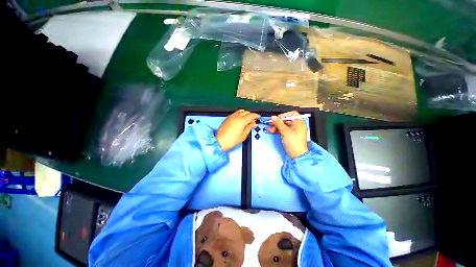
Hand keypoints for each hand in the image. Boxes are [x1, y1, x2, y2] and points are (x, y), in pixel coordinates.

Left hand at [216, 110, 259, 151]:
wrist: (220, 141)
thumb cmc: (232, 140)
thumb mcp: (243, 135)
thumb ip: (249, 127)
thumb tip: (254, 124)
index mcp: (242, 120)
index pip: (251, 115)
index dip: (256, 116)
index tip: (259, 117)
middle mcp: (237, 116)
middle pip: (246, 112)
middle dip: (251, 115)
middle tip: (253, 120)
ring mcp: (231, 116)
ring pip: (240, 111)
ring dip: (245, 114)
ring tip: (247, 120)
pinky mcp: (227, 118)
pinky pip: (235, 113)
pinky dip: (240, 114)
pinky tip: (240, 120)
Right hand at [268, 111, 308, 158]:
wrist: (297, 155)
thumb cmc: (293, 142)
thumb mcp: (285, 131)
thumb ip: (278, 123)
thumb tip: (273, 117)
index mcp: (299, 122)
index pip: (292, 114)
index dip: (284, 115)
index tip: (277, 118)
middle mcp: (297, 125)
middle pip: (286, 120)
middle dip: (278, 122)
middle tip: (271, 124)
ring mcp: (293, 131)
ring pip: (283, 126)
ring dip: (276, 127)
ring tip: (270, 129)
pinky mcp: (290, 136)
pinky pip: (283, 130)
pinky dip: (278, 130)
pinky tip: (272, 131)